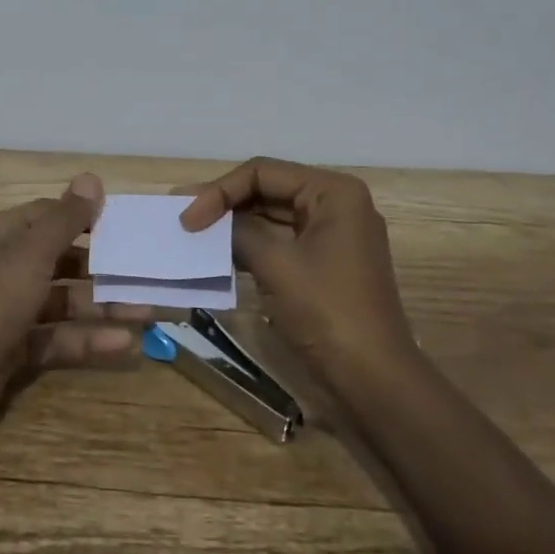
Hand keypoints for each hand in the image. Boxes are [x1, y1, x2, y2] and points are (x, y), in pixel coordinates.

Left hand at [0, 173, 148, 441]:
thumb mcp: (31, 254)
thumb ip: (65, 220)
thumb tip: (91, 178)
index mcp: (5, 237)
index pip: (50, 217)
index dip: (85, 218)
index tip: (126, 226)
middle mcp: (8, 269)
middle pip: (63, 262)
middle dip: (104, 268)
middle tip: (147, 272)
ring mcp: (12, 311)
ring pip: (66, 303)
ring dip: (104, 306)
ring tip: (149, 310)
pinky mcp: (17, 350)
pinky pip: (60, 339)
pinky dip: (89, 341)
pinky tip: (125, 344)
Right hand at [179, 157, 417, 384]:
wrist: (372, 380)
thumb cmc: (327, 312)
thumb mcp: (276, 264)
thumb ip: (237, 231)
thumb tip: (204, 219)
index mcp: (333, 192)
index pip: (263, 173)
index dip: (220, 191)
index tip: (187, 219)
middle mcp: (335, 204)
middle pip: (268, 190)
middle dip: (224, 203)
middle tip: (181, 216)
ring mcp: (331, 235)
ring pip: (271, 216)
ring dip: (233, 224)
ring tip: (192, 232)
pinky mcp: (323, 263)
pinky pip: (279, 241)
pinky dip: (249, 245)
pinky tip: (218, 252)